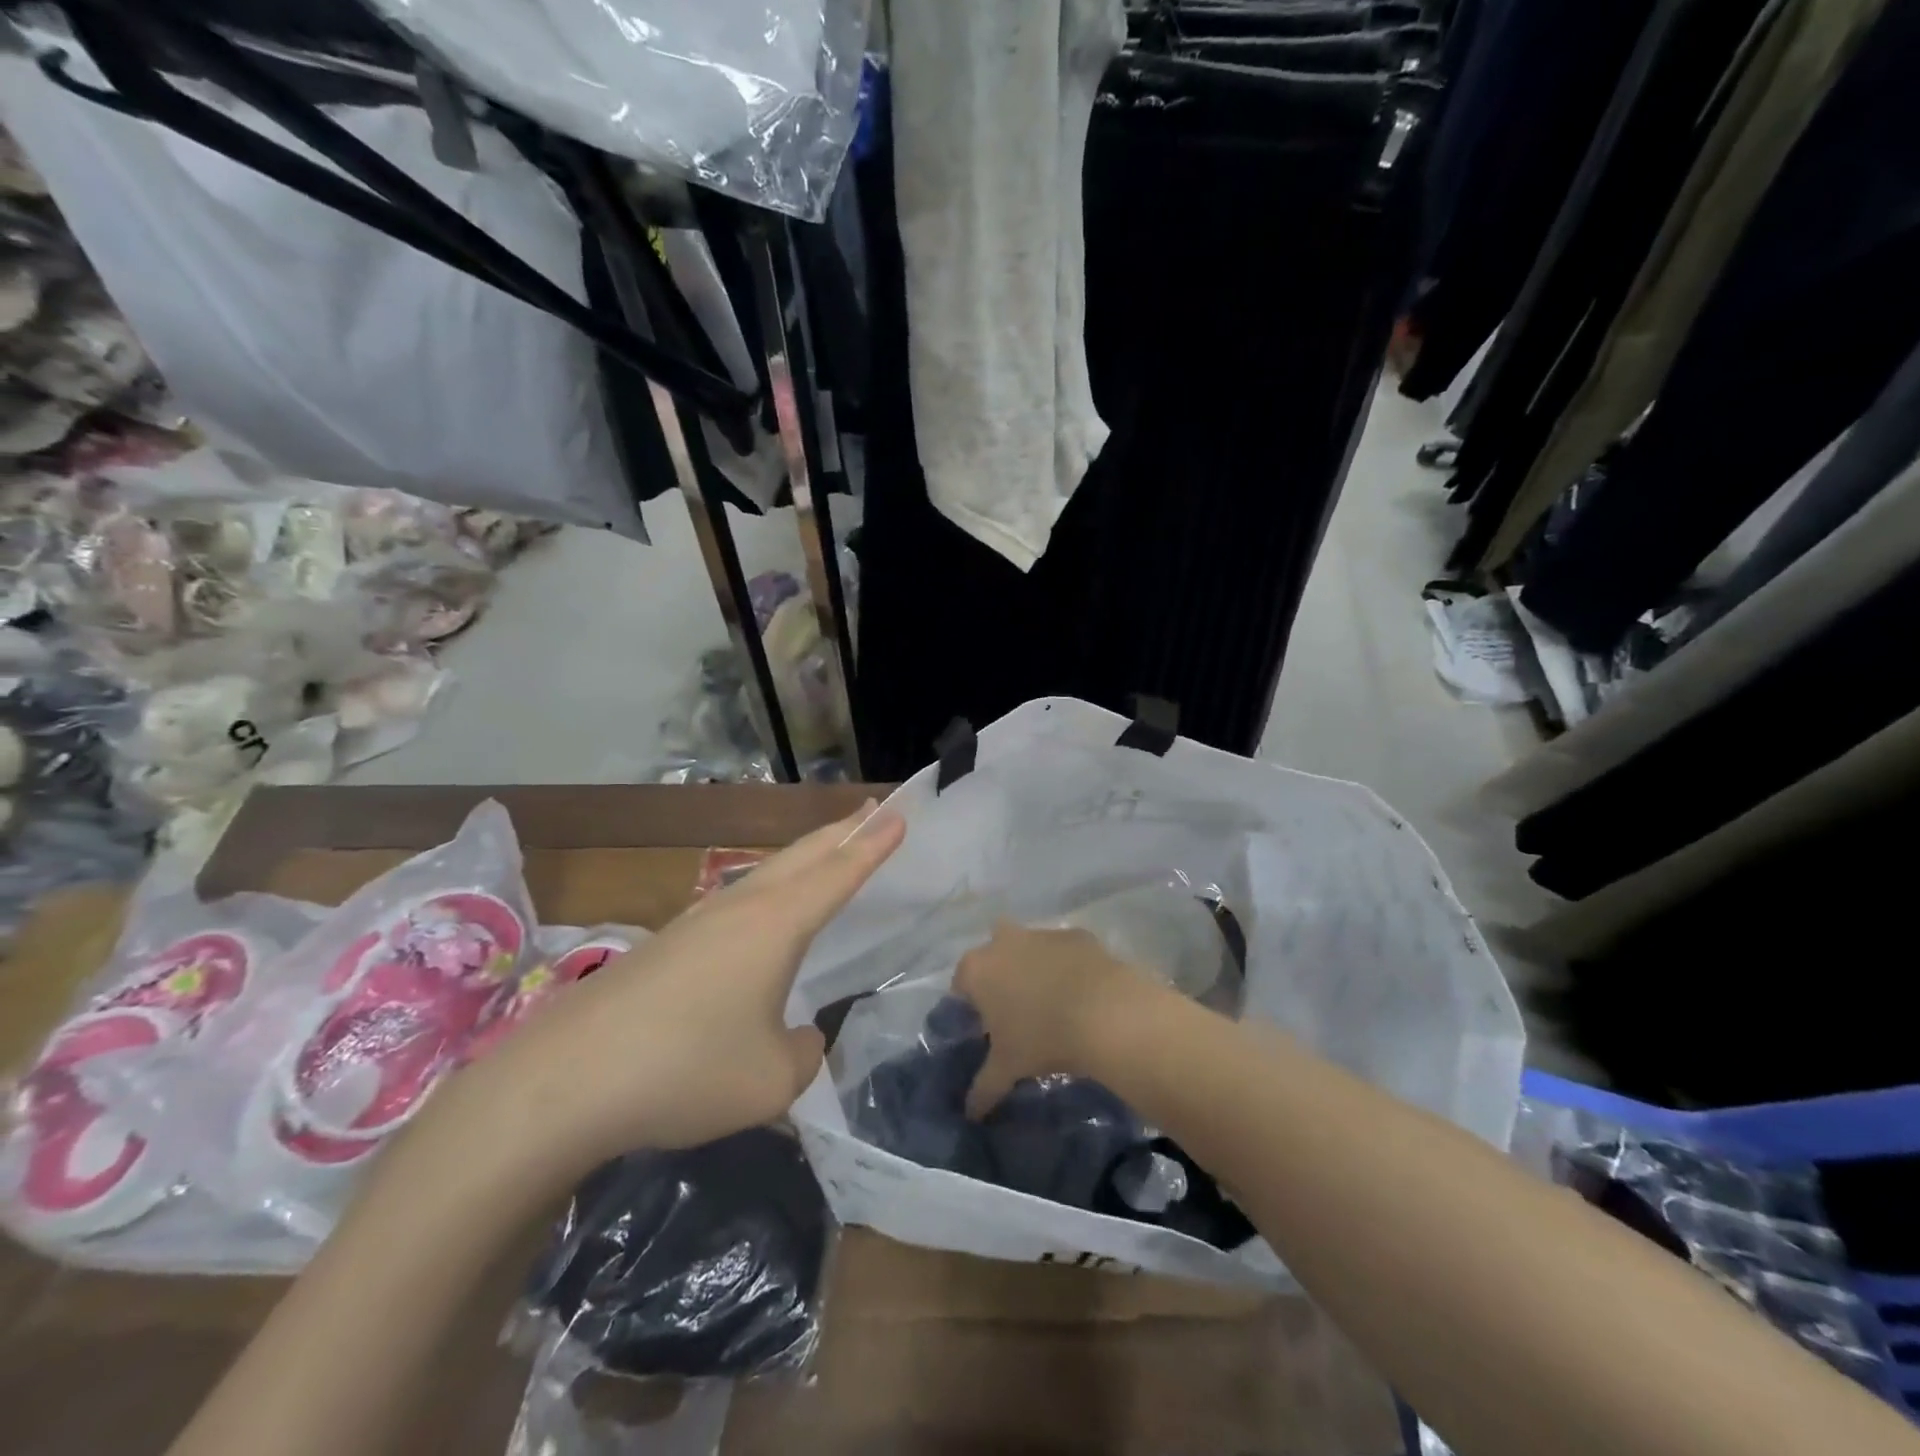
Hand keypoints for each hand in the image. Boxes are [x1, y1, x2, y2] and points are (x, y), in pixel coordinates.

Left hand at [478, 803, 904, 1166]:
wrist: (564, 1082)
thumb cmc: (686, 1069)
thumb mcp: (770, 1081)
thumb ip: (802, 1055)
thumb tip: (796, 1038)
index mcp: (776, 924)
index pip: (838, 873)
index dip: (873, 844)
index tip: (900, 813)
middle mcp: (739, 908)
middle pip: (802, 855)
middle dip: (843, 831)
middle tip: (874, 810)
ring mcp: (697, 922)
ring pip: (766, 873)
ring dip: (804, 857)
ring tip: (827, 853)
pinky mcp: (667, 945)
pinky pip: (737, 902)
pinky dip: (770, 890)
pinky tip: (761, 917)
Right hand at [952, 919, 1169, 1117]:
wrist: (1105, 1013)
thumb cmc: (1042, 1038)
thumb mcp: (1007, 1068)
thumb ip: (983, 1089)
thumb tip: (970, 1113)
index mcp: (977, 969)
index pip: (961, 985)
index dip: (971, 1007)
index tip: (986, 1030)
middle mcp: (1003, 941)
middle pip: (992, 955)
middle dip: (999, 975)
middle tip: (1015, 1010)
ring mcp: (1041, 933)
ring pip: (1028, 947)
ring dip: (1033, 967)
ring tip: (1051, 1004)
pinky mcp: (1076, 934)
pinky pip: (1063, 950)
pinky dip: (1067, 966)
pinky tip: (1080, 993)